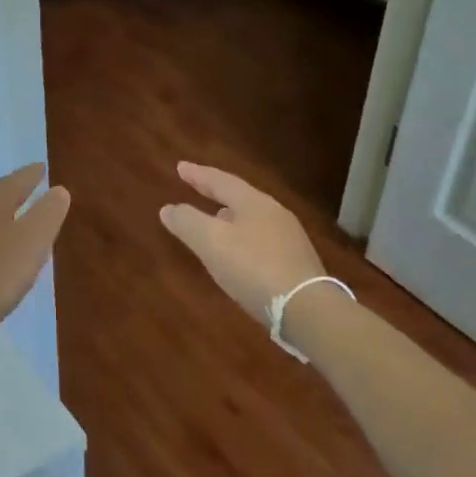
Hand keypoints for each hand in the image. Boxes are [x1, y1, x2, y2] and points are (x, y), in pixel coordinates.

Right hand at [159, 162, 325, 323]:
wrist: (307, 310)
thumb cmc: (253, 268)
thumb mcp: (211, 242)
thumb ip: (187, 222)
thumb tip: (168, 208)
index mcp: (254, 203)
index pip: (221, 181)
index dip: (198, 174)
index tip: (180, 166)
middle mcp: (274, 214)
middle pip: (240, 197)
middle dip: (216, 193)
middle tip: (196, 188)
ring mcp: (289, 239)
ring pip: (252, 219)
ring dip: (229, 217)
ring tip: (213, 220)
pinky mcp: (296, 264)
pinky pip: (261, 241)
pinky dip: (242, 239)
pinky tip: (237, 254)